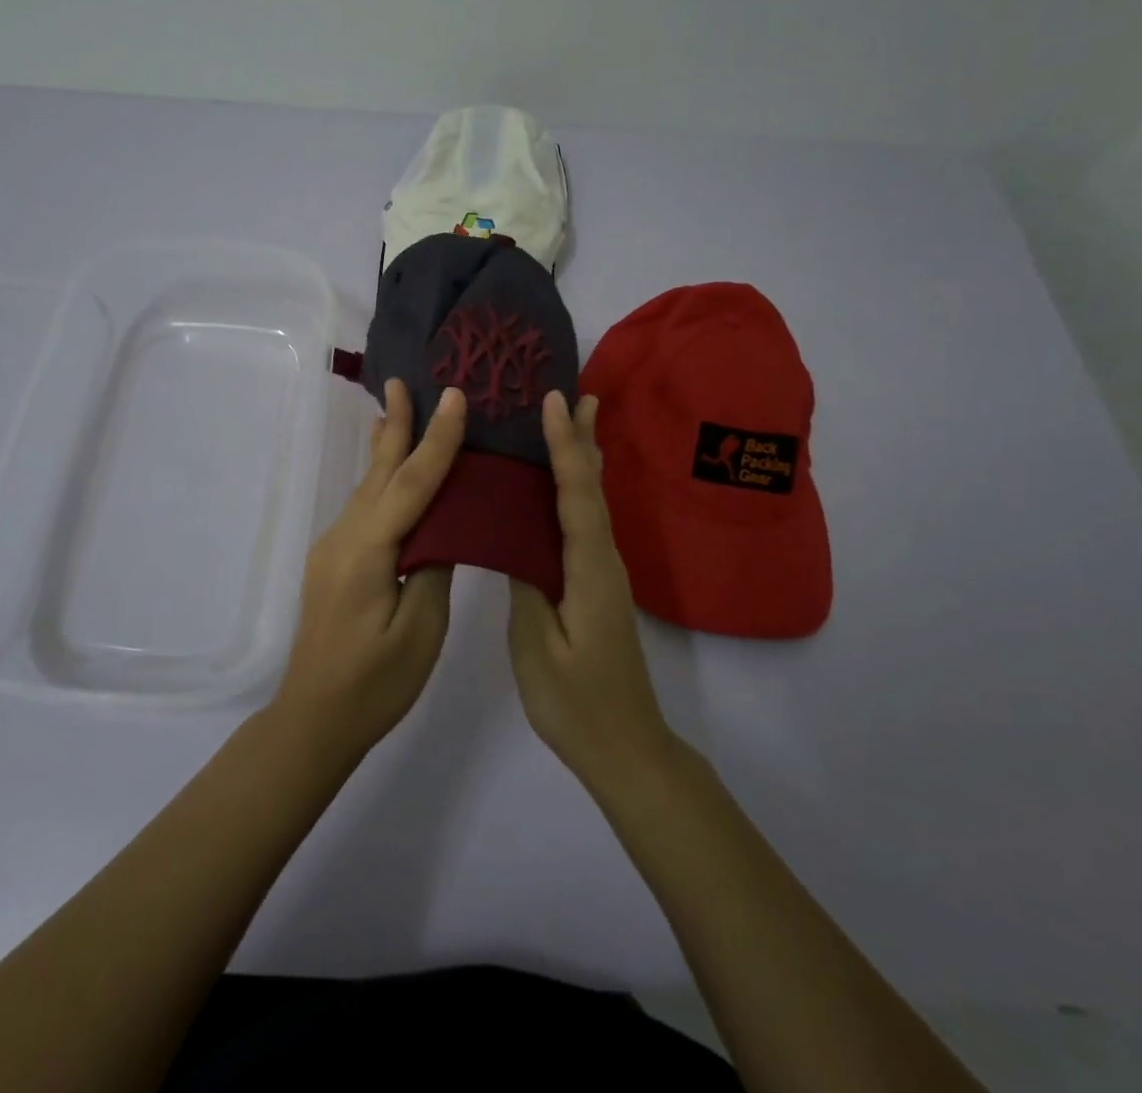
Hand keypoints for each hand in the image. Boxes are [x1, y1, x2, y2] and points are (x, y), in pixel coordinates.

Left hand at [273, 379, 466, 765]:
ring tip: (397, 409)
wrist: (314, 719)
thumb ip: (433, 566)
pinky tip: (387, 469)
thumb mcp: (419, 629)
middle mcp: (345, 537)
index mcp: (367, 551)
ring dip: (387, 447)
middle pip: (379, 472)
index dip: (436, 440)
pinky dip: (382, 479)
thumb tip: (442, 525)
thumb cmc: (375, 683)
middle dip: (395, 425)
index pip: (410, 484)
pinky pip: (364, 507)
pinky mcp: (336, 561)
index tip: (455, 397)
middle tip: (405, 380)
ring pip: (368, 487)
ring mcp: (335, 548)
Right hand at [509, 390, 676, 789]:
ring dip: (584, 457)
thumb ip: (527, 585)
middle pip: (594, 487)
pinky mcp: (597, 585)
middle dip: (584, 439)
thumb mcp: (537, 646)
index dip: (564, 447)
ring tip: (577, 420)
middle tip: (579, 393)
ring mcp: (604, 573)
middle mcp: (604, 560)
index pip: (577, 495)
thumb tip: (515, 538)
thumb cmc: (576, 702)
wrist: (626, 748)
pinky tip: (566, 485)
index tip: (554, 402)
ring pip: (594, 501)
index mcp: (589, 569)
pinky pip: (586, 521)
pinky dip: (578, 489)